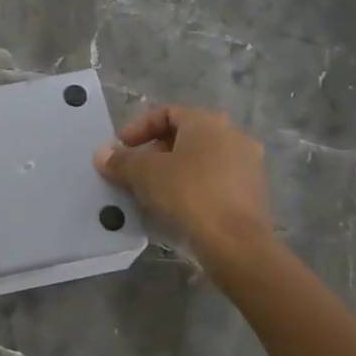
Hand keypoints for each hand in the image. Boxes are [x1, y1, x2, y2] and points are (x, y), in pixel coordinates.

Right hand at [94, 106, 280, 277]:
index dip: (139, 128)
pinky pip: (216, 178)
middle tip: (137, 169)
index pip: (167, 113)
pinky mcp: (254, 191)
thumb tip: (101, 154)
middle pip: (186, 134)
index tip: (121, 148)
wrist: (236, 243)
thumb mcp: (146, 174)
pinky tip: (179, 205)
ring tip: (154, 189)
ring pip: (202, 158)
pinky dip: (195, 185)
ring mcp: (248, 163)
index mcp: (207, 121)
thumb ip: (121, 160)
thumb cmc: (189, 194)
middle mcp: (232, 134)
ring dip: (176, 168)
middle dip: (157, 149)